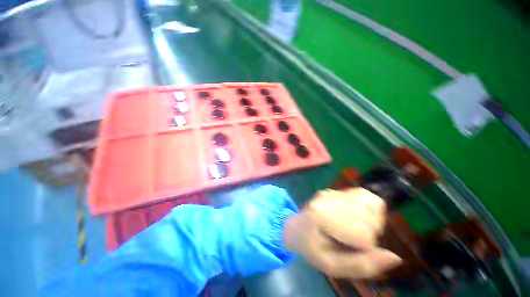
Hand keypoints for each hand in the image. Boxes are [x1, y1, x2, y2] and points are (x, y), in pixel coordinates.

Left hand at [283, 187, 401, 278]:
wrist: (296, 227)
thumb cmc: (311, 247)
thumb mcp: (332, 266)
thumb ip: (362, 265)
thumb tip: (395, 258)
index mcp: (322, 217)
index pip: (364, 233)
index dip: (365, 248)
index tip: (351, 249)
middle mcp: (327, 199)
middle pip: (370, 217)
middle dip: (369, 233)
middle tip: (351, 239)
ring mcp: (331, 192)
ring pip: (371, 203)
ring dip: (371, 219)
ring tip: (355, 227)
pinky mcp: (334, 190)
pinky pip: (364, 195)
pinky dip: (369, 207)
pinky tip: (357, 216)